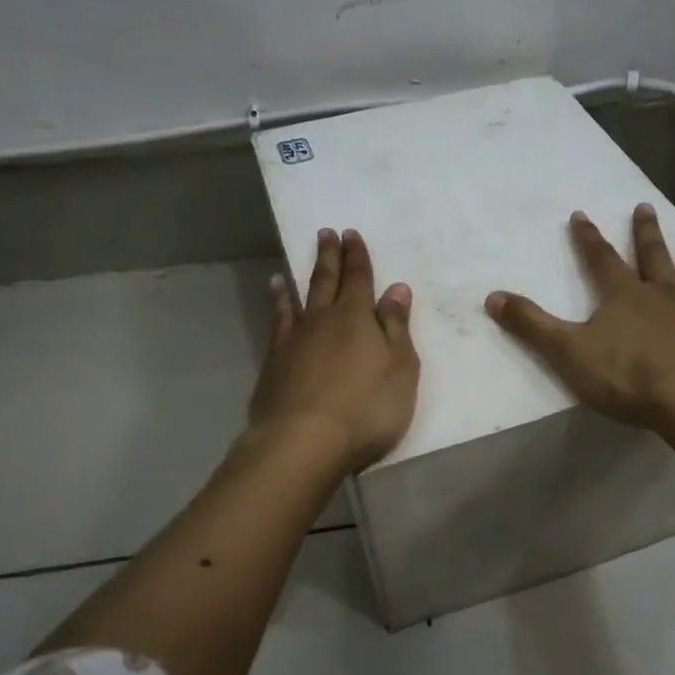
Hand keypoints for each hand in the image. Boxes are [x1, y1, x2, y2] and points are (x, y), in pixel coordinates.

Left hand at [248, 228, 419, 471]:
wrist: (303, 442)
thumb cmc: (366, 408)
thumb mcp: (400, 368)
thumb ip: (396, 326)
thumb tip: (396, 287)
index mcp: (357, 318)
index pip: (359, 278)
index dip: (357, 256)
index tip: (351, 234)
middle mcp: (323, 320)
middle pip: (327, 281)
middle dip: (330, 256)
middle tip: (326, 233)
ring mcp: (294, 340)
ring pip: (298, 298)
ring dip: (301, 278)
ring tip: (294, 261)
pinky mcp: (274, 363)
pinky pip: (277, 322)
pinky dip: (278, 304)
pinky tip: (276, 297)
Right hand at [485, 204, 674, 430]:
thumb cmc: (629, 378)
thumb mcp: (568, 353)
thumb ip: (532, 325)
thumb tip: (491, 296)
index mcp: (624, 297)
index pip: (600, 260)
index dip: (587, 238)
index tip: (581, 214)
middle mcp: (665, 292)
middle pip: (654, 255)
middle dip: (646, 232)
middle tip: (644, 206)